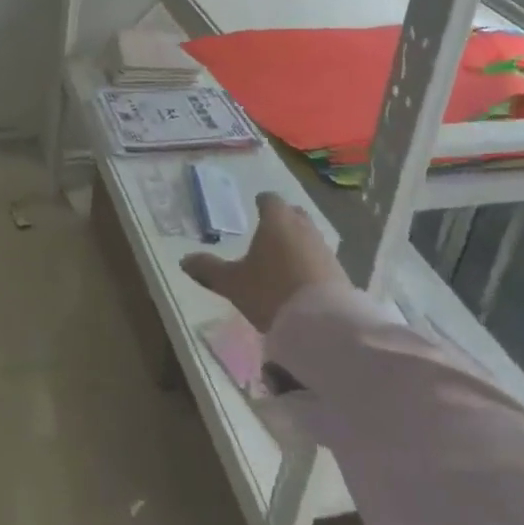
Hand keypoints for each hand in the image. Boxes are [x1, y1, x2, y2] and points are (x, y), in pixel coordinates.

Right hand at [182, 192, 349, 332]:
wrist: (323, 325)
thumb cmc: (271, 292)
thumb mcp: (233, 284)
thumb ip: (209, 270)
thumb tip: (184, 260)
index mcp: (276, 221)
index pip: (270, 200)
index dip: (262, 202)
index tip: (257, 205)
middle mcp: (302, 227)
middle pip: (293, 214)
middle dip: (283, 218)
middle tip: (270, 230)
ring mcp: (324, 248)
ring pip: (308, 235)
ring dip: (298, 241)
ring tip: (284, 257)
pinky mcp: (339, 271)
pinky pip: (320, 258)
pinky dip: (310, 262)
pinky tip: (302, 279)